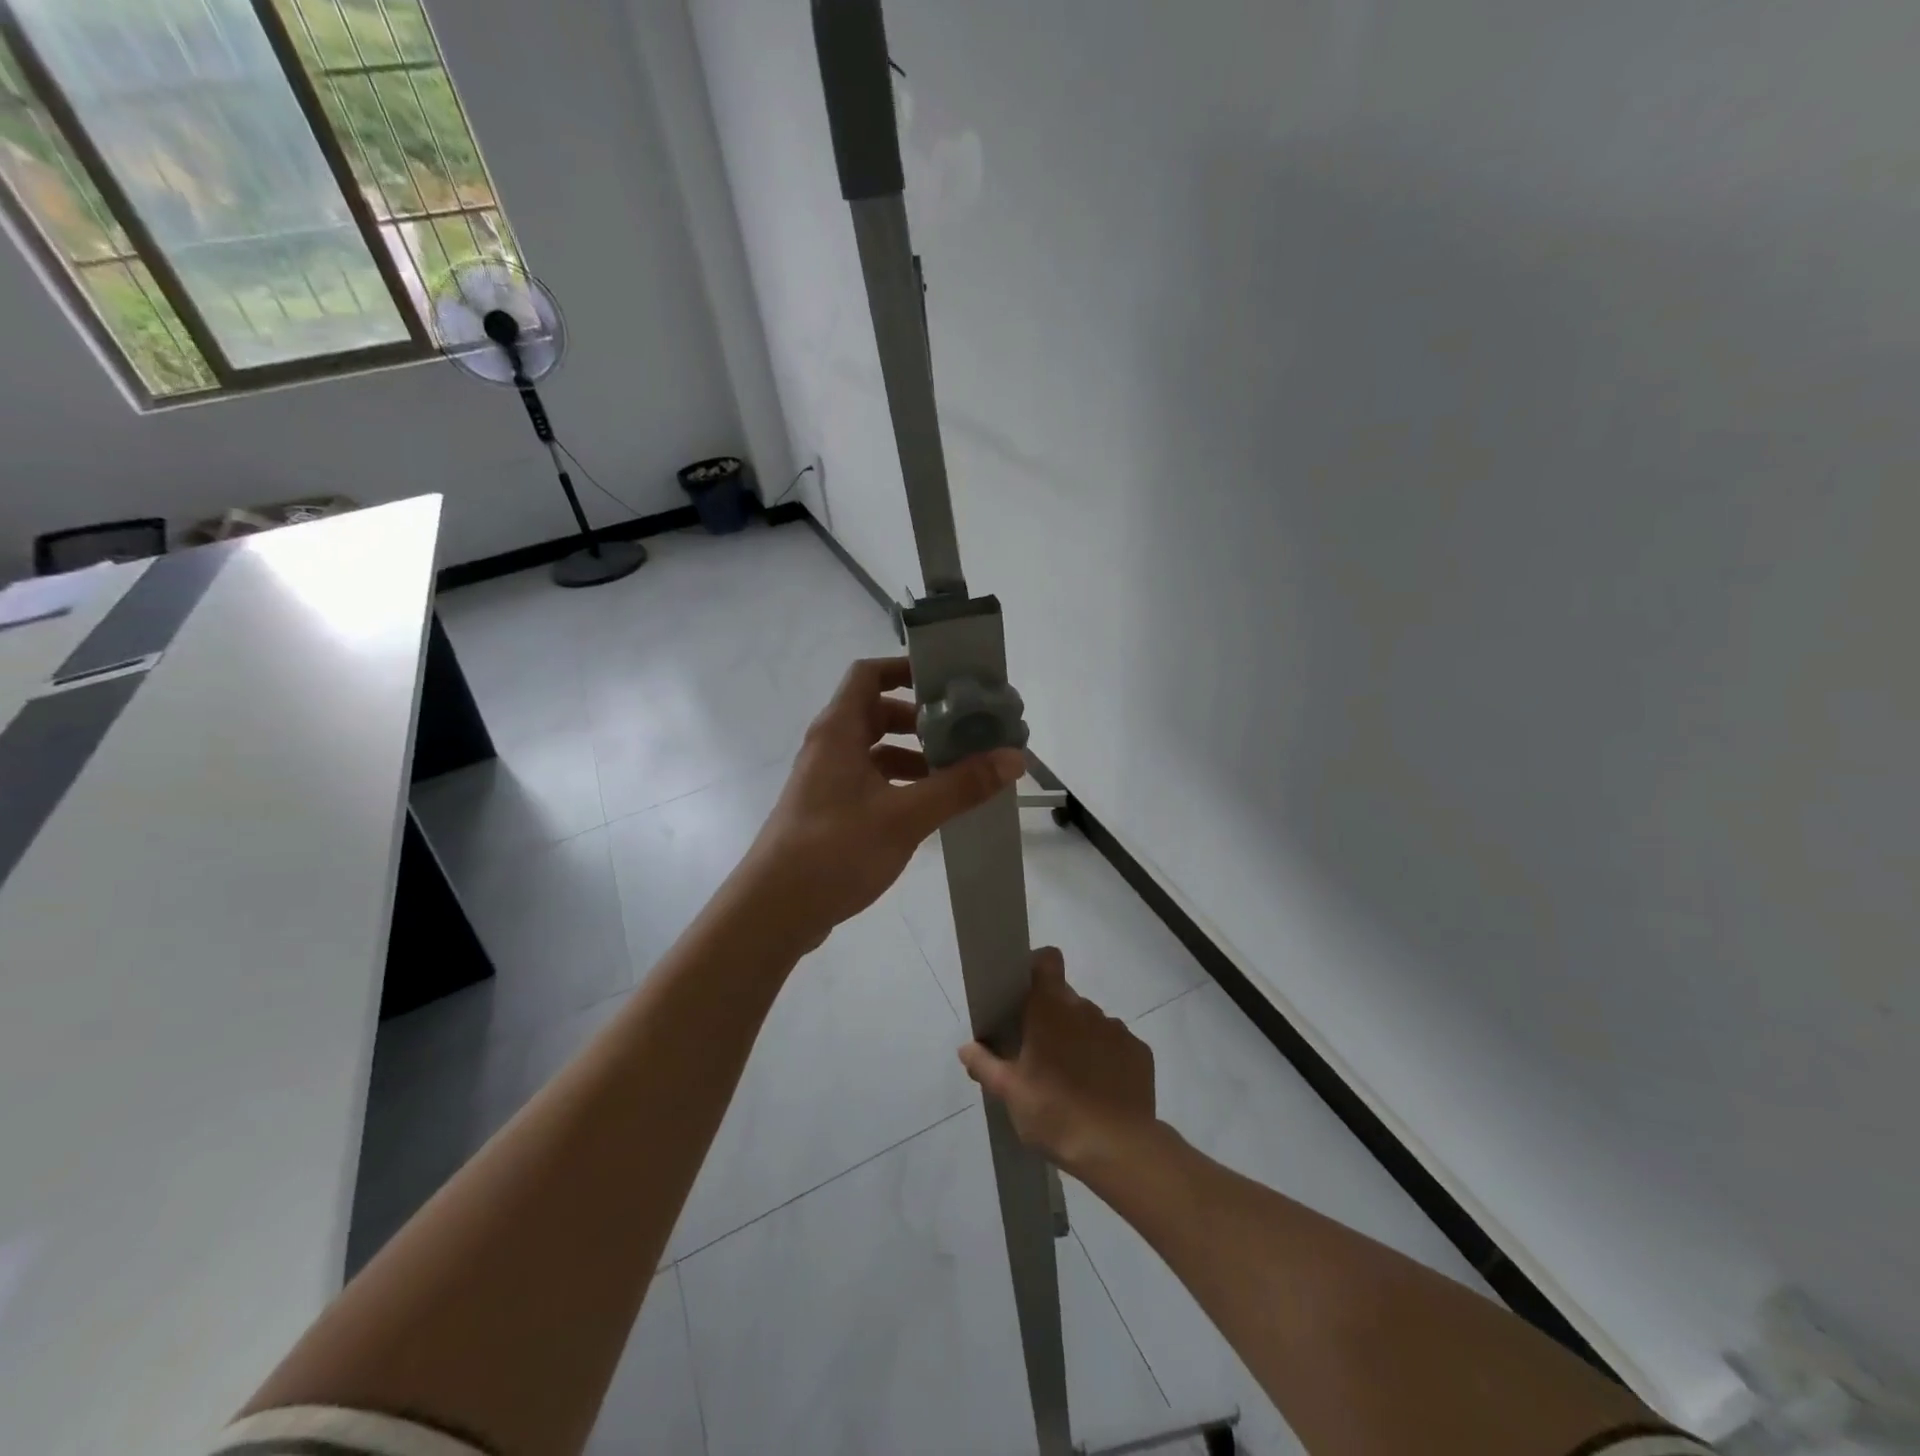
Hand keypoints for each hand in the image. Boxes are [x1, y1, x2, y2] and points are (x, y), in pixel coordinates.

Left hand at [737, 657, 1023, 950]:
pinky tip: (929, 809)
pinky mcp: (829, 811)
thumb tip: (1014, 757)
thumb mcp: (905, 816)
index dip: (905, 669)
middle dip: (920, 720)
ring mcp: (826, 781)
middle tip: (963, 732)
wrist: (774, 911)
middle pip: (877, 713)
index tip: (947, 681)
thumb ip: (960, 786)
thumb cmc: (835, 849)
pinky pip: (870, 782)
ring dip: (913, 756)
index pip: (868, 674)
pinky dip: (899, 785)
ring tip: (956, 774)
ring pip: (875, 752)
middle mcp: (829, 747)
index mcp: (839, 731)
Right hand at [958, 948, 1159, 1176]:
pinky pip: (1116, 1045)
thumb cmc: (1054, 1113)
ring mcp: (1117, 1029)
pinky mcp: (1140, 1052)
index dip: (1037, 968)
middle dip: (1053, 1018)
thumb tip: (967, 1047)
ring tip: (1073, 1079)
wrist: (1119, 1150)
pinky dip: (1107, 1059)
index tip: (1026, 994)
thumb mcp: (1009, 1093)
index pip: (1047, 960)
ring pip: (1091, 1023)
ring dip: (1080, 1039)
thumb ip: (985, 1064)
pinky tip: (1101, 1091)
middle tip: (1041, 1054)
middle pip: (1065, 998)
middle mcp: (1086, 1008)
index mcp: (1051, 1008)